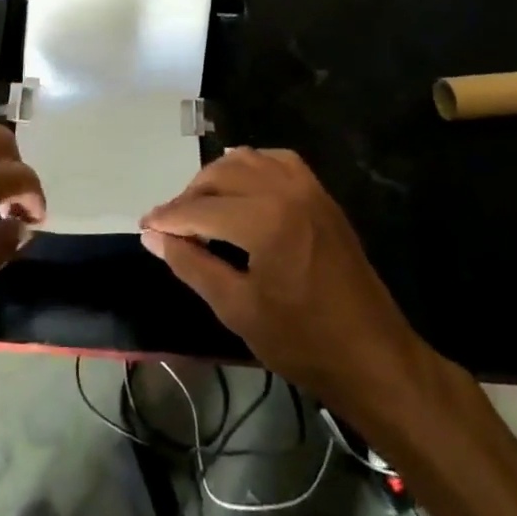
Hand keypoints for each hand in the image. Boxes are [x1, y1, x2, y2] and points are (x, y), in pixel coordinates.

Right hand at [140, 148, 424, 405]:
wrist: (371, 355)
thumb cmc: (301, 340)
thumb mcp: (236, 307)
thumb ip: (191, 264)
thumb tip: (152, 236)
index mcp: (264, 218)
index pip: (200, 208)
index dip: (168, 218)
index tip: (144, 227)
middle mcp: (285, 189)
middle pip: (221, 174)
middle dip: (189, 196)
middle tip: (170, 225)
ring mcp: (308, 187)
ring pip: (248, 160)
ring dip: (218, 178)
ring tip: (200, 207)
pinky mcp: (321, 194)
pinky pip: (278, 162)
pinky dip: (252, 167)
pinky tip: (241, 188)